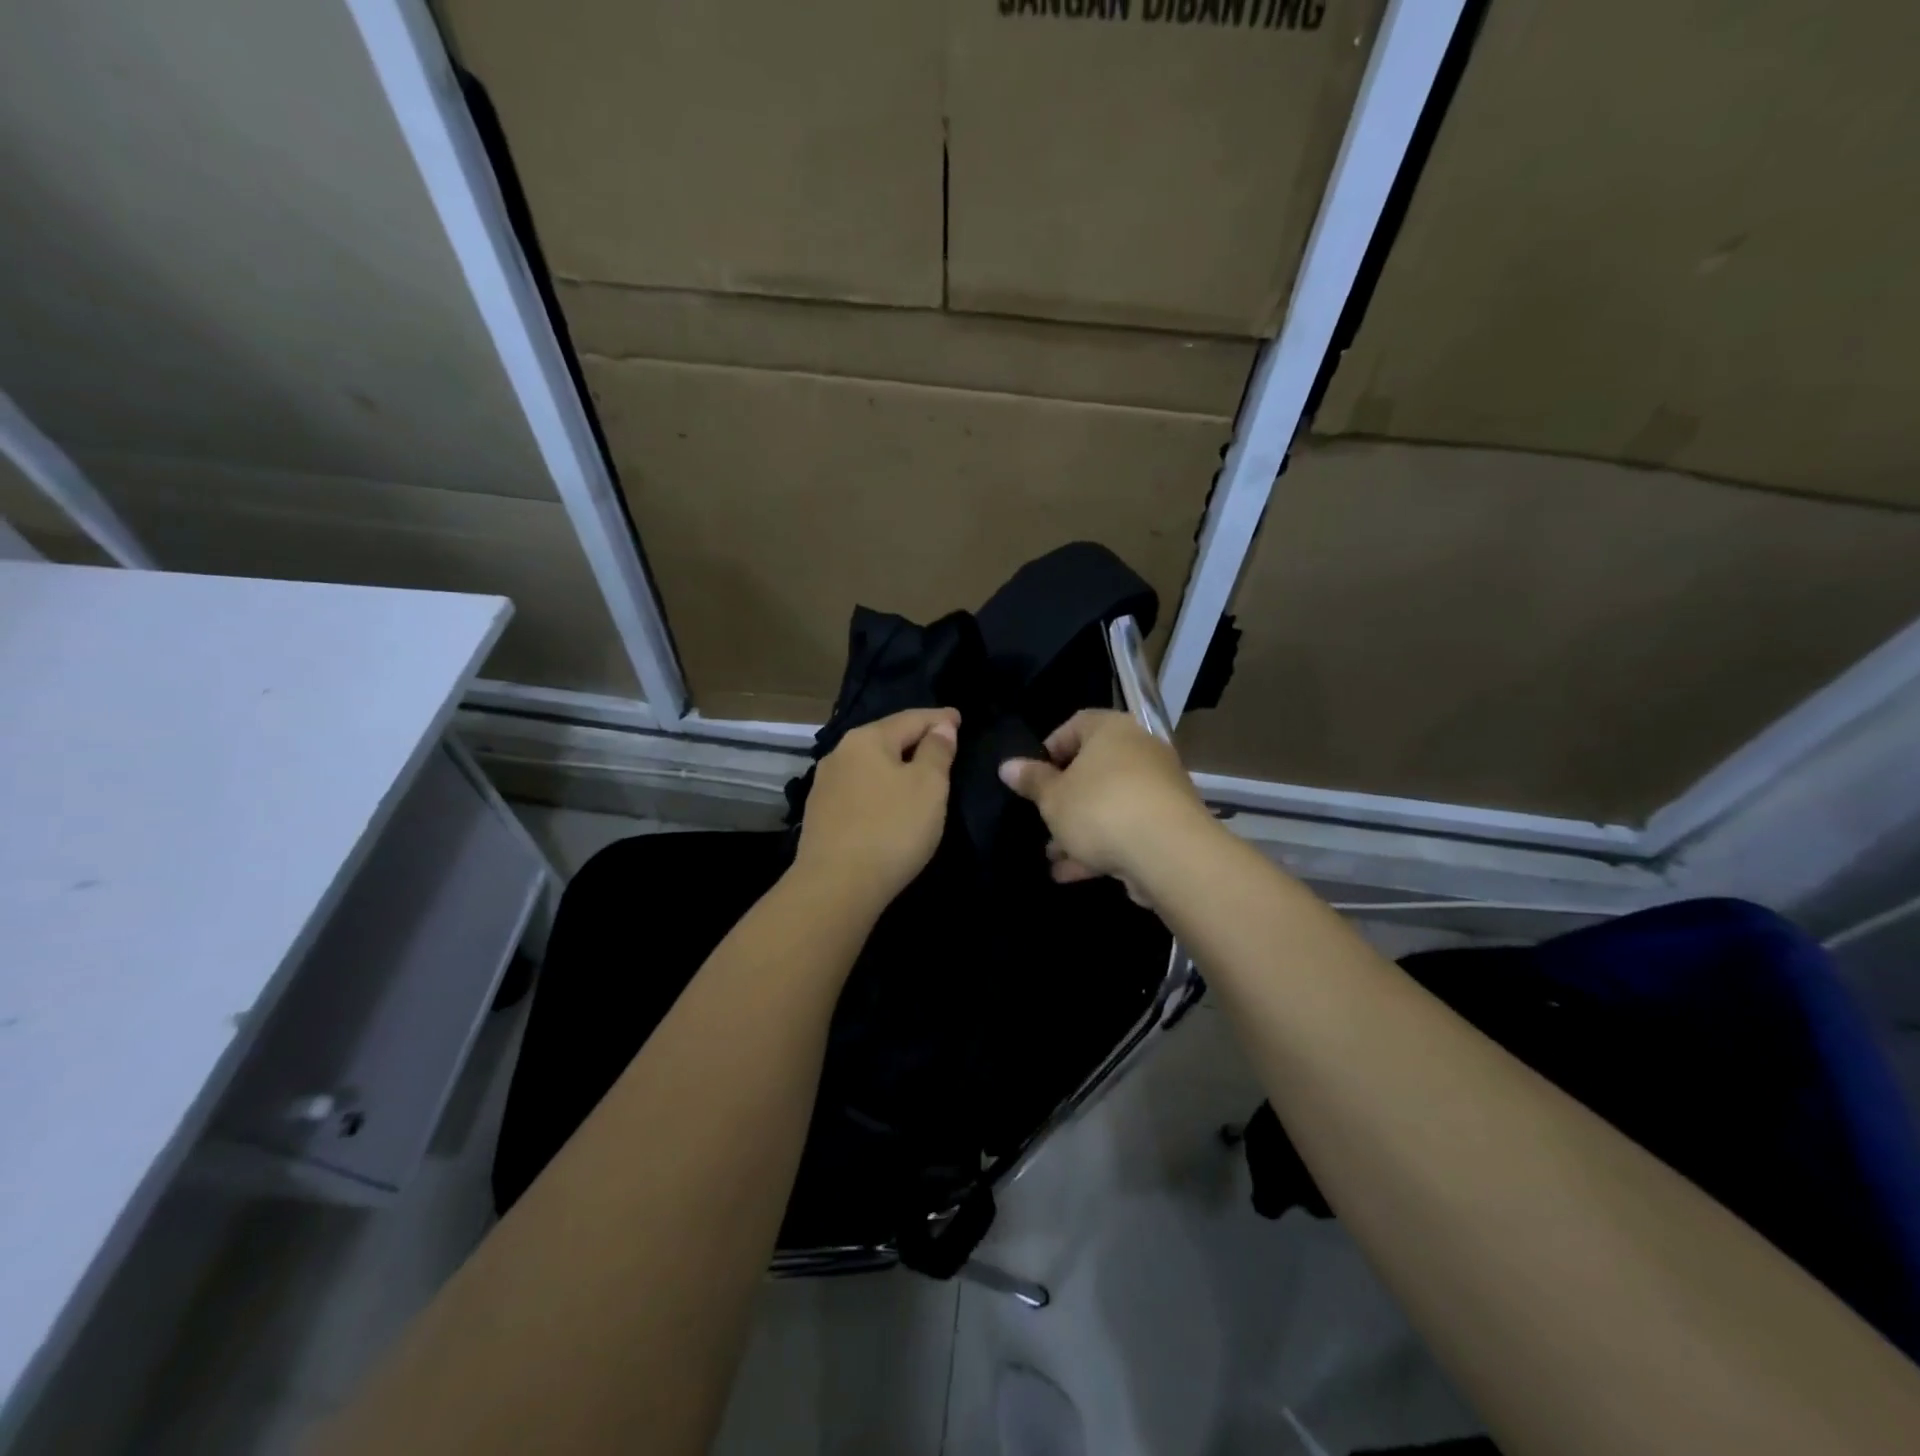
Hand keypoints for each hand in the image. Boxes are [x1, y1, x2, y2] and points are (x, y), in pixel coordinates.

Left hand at [793, 708, 959, 910]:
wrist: (836, 886)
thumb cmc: (892, 829)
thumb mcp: (929, 786)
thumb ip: (937, 751)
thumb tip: (940, 726)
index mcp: (867, 739)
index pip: (911, 718)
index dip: (940, 718)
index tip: (959, 718)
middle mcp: (840, 753)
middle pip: (886, 737)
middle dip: (915, 738)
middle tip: (942, 741)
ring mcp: (825, 785)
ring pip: (869, 764)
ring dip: (895, 763)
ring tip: (917, 770)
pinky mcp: (820, 814)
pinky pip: (859, 788)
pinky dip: (879, 786)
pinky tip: (888, 798)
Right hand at [997, 709, 1213, 895]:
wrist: (1169, 853)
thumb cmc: (1100, 809)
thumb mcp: (1053, 797)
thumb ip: (1031, 781)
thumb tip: (1007, 766)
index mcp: (1111, 730)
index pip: (1076, 724)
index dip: (1050, 749)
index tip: (1034, 776)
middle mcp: (1140, 750)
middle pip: (1094, 769)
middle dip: (1065, 799)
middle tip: (1042, 820)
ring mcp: (1159, 788)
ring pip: (1109, 804)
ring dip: (1080, 829)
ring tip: (1052, 856)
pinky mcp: (1170, 824)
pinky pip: (1128, 828)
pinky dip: (1102, 847)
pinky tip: (1072, 873)